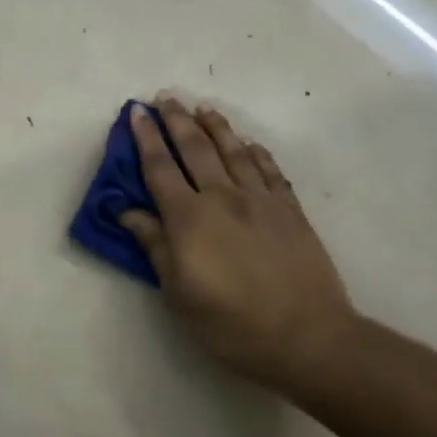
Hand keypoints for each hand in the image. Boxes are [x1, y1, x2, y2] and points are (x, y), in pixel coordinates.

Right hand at [119, 98, 356, 394]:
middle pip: (195, 148)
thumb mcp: (179, 293)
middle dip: (177, 120)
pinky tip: (249, 143)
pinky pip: (270, 171)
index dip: (145, 138)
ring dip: (216, 126)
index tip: (136, 111)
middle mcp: (222, 197)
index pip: (160, 167)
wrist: (308, 339)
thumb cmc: (232, 324)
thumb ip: (154, 246)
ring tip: (203, 107)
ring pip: (233, 151)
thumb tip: (128, 211)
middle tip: (165, 97)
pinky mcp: (290, 210)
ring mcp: (260, 200)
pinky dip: (257, 153)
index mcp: (189, 218)